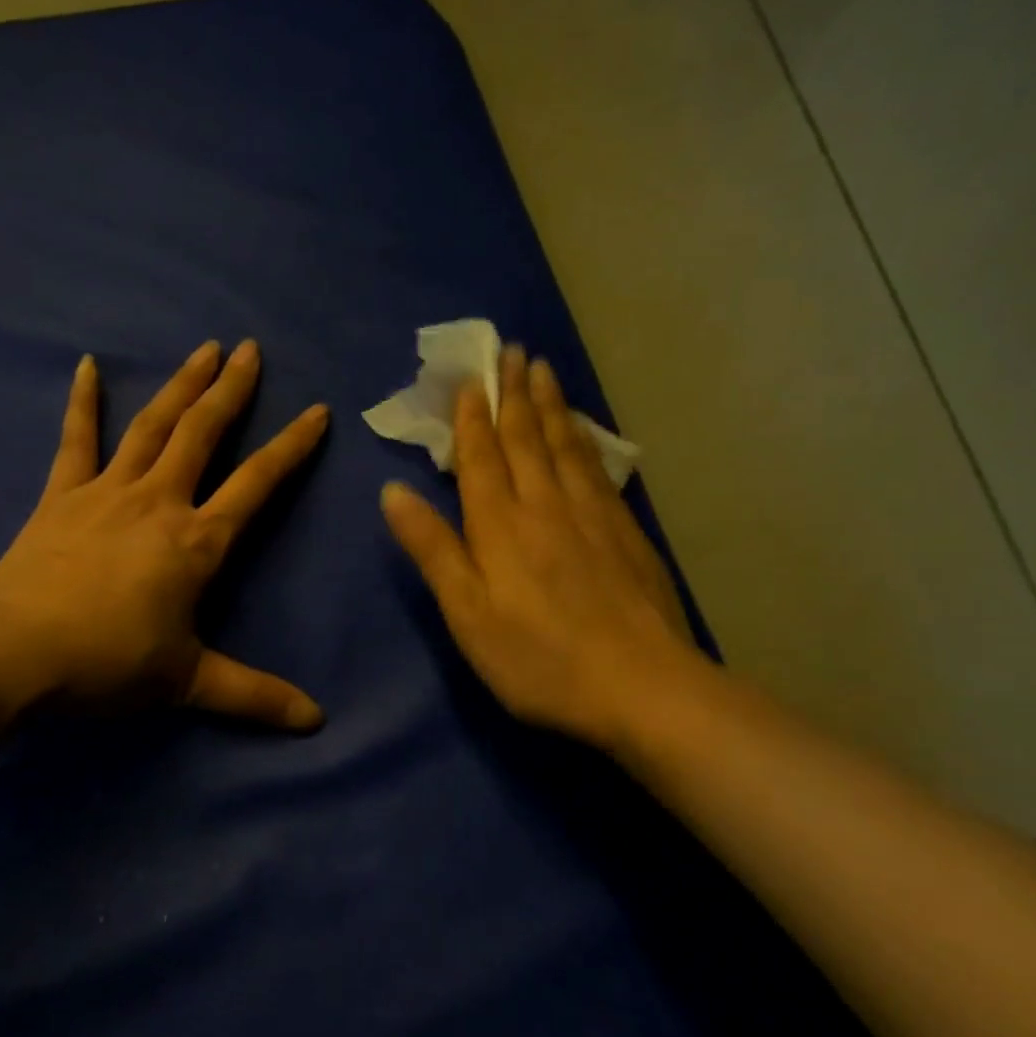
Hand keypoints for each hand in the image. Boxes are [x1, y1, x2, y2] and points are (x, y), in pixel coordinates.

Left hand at [0, 339, 328, 730]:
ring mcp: (108, 491)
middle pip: (202, 433)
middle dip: (231, 390)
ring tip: (204, 348)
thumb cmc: (110, 664)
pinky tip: (87, 365)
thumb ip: (254, 696)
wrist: (19, 654)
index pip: (257, 484)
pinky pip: (76, 440)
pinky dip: (83, 402)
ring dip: (181, 384)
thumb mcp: (189, 683)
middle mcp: (160, 502)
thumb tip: (316, 722)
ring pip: (152, 425)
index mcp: (197, 542)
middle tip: (250, 349)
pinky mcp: (62, 495)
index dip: (291, 447)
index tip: (316, 410)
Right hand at [380, 344, 703, 754]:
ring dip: (550, 405)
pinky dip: (585, 439)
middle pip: (526, 438)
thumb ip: (432, 549)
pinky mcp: (626, 532)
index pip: (481, 457)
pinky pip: (597, 468)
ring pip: (565, 445)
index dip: (472, 417)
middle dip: (515, 393)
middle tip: (512, 349)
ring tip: (544, 370)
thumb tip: (393, 491)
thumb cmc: (538, 658)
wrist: (642, 687)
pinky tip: (583, 432)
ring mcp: (592, 515)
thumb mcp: (467, 613)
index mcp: (500, 525)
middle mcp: (545, 505)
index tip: (471, 378)